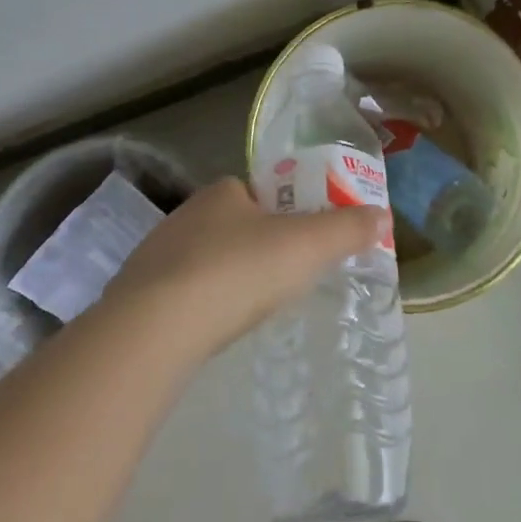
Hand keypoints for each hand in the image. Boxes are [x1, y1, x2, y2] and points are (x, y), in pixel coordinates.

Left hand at [107, 178, 387, 353]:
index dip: (283, 214)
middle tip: (280, 282)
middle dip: (255, 249)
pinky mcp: (137, 293)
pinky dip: (198, 305)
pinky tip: (210, 328)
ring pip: (203, 260)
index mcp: (223, 192)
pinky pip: (178, 293)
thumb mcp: (307, 246)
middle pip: (232, 226)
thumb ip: (347, 229)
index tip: (300, 246)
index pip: (258, 193)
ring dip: (224, 278)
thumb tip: (383, 215)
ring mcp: (156, 253)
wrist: (157, 326)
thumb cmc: (239, 271)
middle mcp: (186, 214)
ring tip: (247, 310)